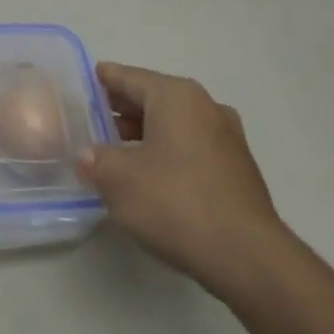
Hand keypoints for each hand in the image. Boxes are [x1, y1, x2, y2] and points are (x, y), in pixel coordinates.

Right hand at [76, 61, 288, 295]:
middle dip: (123, 107)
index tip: (87, 77)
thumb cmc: (175, 202)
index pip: (130, 77)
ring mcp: (227, 138)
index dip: (105, 78)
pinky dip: (167, 150)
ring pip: (174, 124)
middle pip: (154, 98)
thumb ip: (96, 160)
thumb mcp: (118, 179)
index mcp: (176, 97)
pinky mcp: (237, 169)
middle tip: (93, 116)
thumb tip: (88, 155)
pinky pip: (191, 146)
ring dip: (145, 132)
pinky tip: (148, 174)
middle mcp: (205, 107)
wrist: (246, 256)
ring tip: (115, 148)